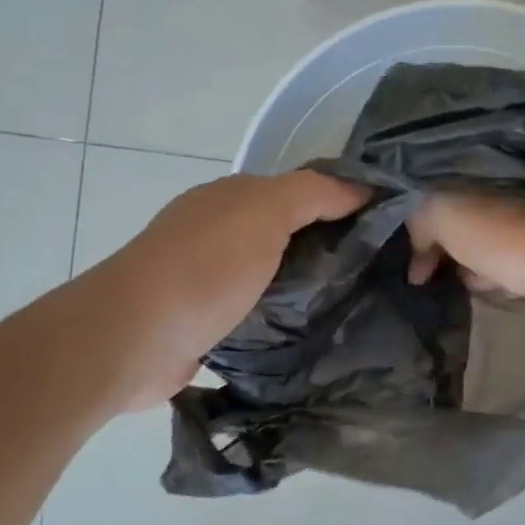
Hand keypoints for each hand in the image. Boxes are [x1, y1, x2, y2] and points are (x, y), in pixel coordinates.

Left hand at [98, 170, 368, 409]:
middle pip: (288, 234)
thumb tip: (361, 187)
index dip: (344, 204)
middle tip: (380, 275)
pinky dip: (281, 318)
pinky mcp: (207, 323)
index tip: (389, 230)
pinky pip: (257, 313)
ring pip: (273, 276)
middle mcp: (219, 232)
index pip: (302, 192)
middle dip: (329, 250)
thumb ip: (313, 193)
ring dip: (305, 288)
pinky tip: (311, 334)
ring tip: (356, 308)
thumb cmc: (205, 267)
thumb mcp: (264, 212)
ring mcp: (210, 279)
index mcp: (232, 199)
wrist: (135, 337)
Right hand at [406, 193, 524, 326]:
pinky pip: (513, 265)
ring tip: (477, 285)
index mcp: (478, 176)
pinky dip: (504, 279)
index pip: (438, 198)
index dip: (420, 232)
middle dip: (448, 253)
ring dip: (477, 269)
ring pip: (488, 247)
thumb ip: (420, 222)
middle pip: (462, 225)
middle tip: (439, 278)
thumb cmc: (497, 237)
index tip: (414, 268)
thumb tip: (418, 260)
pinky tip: (505, 291)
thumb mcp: (442, 216)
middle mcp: (505, 192)